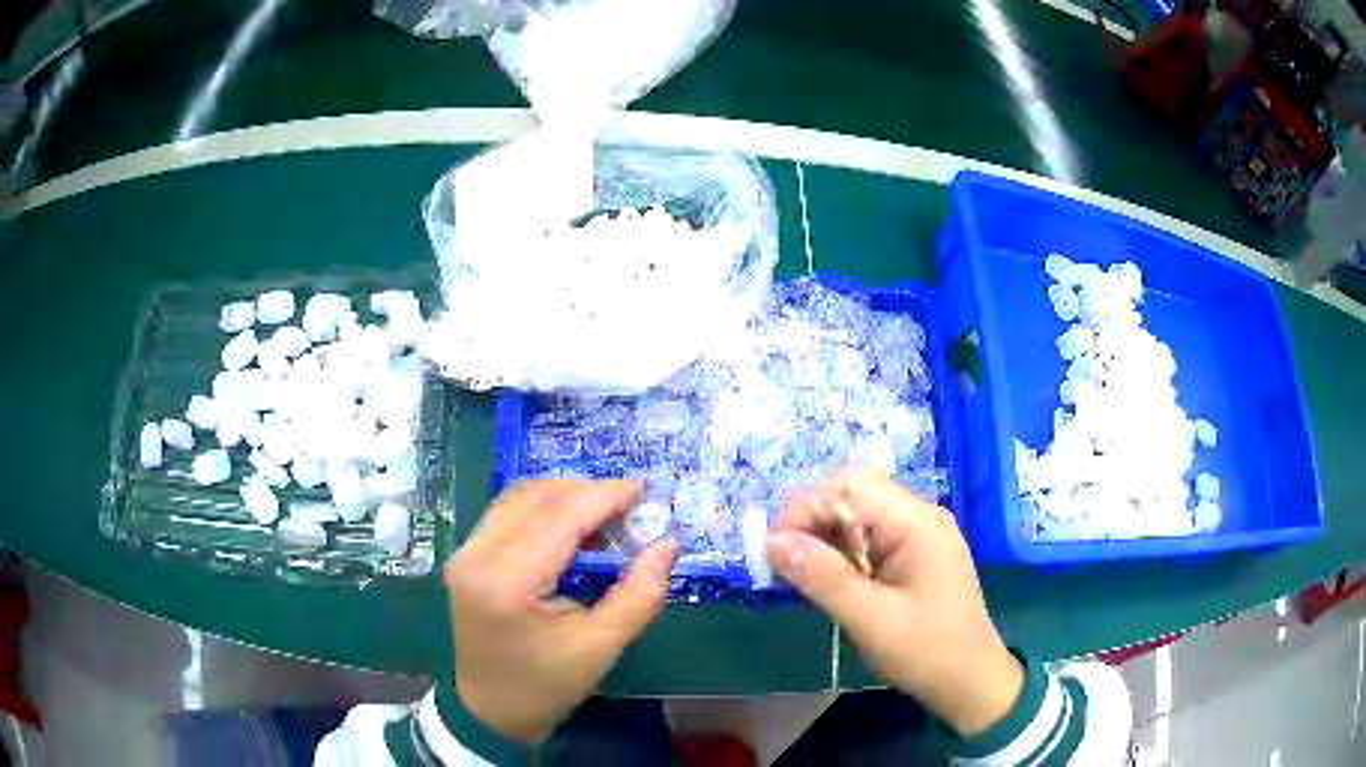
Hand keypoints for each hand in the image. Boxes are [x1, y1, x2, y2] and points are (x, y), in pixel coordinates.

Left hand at [444, 479, 677, 742]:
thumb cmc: (547, 686)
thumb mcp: (601, 647)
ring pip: (519, 498)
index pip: (559, 518)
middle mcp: (476, 556)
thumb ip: (639, 594)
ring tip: (606, 516)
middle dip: (587, 493)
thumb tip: (667, 544)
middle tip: (631, 507)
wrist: (491, 710)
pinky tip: (574, 529)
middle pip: (536, 498)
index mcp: (507, 582)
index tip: (646, 490)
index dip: (605, 497)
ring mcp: (465, 553)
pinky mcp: (466, 556)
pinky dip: (545, 511)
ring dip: (565, 498)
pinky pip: (508, 514)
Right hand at [767, 468, 1023, 736]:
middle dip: (812, 522)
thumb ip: (822, 577)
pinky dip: (840, 556)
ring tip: (798, 577)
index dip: (806, 508)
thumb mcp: (870, 619)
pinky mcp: (912, 558)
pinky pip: (868, 541)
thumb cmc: (926, 651)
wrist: (970, 682)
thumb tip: (772, 542)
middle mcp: (918, 518)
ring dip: (823, 541)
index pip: (851, 487)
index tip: (773, 549)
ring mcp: (917, 537)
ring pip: (857, 518)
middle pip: (854, 495)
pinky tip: (824, 583)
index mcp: (916, 522)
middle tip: (782, 563)